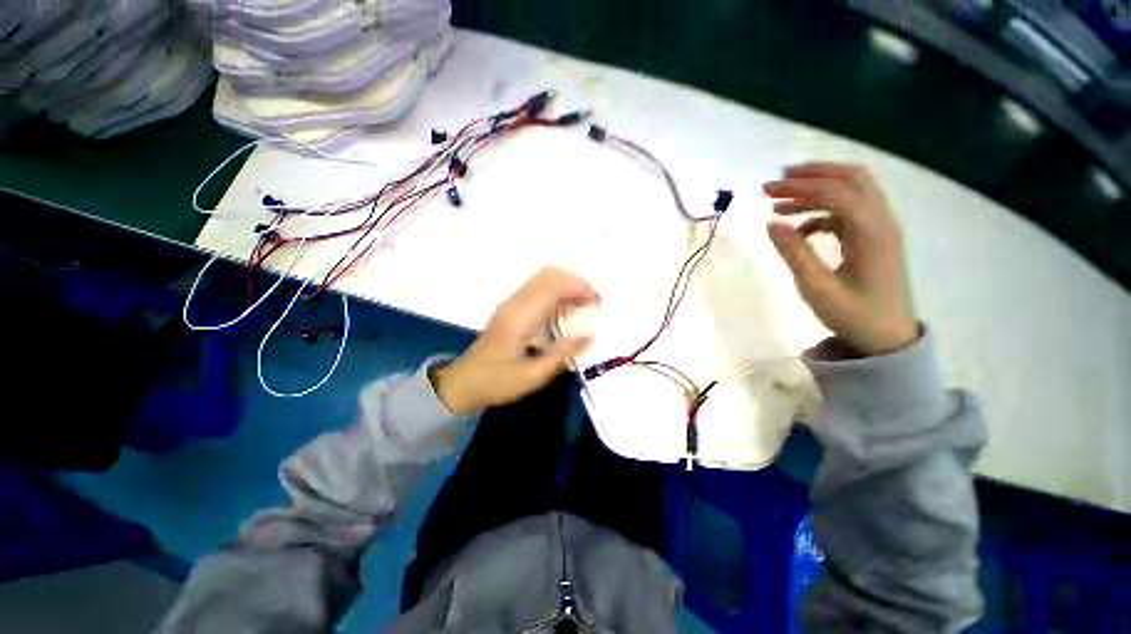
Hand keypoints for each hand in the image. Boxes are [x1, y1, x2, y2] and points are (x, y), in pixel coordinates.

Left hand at [431, 267, 597, 414]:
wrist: (464, 382)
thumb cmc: (498, 382)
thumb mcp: (534, 376)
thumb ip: (562, 354)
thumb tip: (590, 336)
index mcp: (520, 318)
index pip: (553, 288)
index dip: (578, 288)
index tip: (598, 301)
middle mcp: (514, 303)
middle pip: (548, 275)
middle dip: (575, 282)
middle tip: (593, 301)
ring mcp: (510, 303)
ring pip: (542, 278)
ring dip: (566, 285)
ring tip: (583, 304)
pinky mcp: (509, 307)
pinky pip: (536, 288)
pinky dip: (556, 291)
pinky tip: (565, 309)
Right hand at [763, 163, 918, 355]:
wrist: (886, 337)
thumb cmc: (852, 315)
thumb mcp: (816, 288)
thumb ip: (794, 253)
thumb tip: (771, 224)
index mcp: (871, 233)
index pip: (836, 192)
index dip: (800, 186)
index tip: (767, 192)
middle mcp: (880, 222)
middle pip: (852, 178)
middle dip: (813, 174)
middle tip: (777, 181)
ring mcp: (879, 229)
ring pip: (852, 191)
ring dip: (816, 189)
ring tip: (780, 201)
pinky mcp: (873, 238)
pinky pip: (847, 212)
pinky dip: (821, 211)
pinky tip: (799, 228)